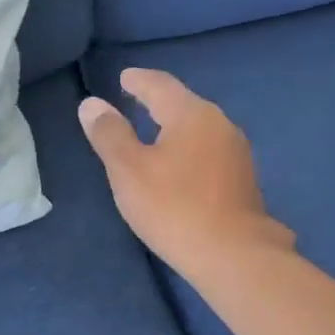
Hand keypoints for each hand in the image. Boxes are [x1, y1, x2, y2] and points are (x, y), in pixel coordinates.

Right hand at [78, 68, 294, 283]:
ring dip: (174, 126)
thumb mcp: (128, 170)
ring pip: (198, 128)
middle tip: (133, 100)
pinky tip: (178, 165)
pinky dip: (188, 148)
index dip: (138, 81)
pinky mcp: (243, 180)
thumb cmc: (173, 207)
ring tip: (152, 132)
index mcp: (191, 115)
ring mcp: (236, 153)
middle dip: (157, 101)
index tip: (124, 78)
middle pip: (183, 104)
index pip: (160, 85)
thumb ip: (109, 134)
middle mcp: (220, 125)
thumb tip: (91, 104)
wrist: (234, 256)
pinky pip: (208, 150)